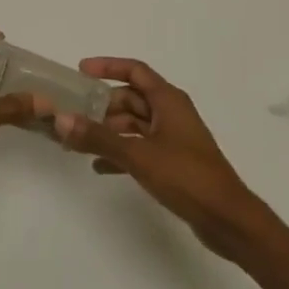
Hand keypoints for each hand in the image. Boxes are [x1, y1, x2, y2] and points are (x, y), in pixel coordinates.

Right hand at [53, 58, 266, 255]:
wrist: (228, 221)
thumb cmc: (187, 177)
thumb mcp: (138, 155)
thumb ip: (98, 137)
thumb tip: (61, 119)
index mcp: (168, 100)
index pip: (135, 70)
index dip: (108, 66)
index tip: (80, 71)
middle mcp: (171, 113)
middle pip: (131, 98)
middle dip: (102, 105)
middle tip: (73, 114)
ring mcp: (173, 138)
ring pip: (134, 124)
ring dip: (108, 131)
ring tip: (79, 142)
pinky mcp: (174, 162)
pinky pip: (140, 147)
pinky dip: (120, 152)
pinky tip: (99, 167)